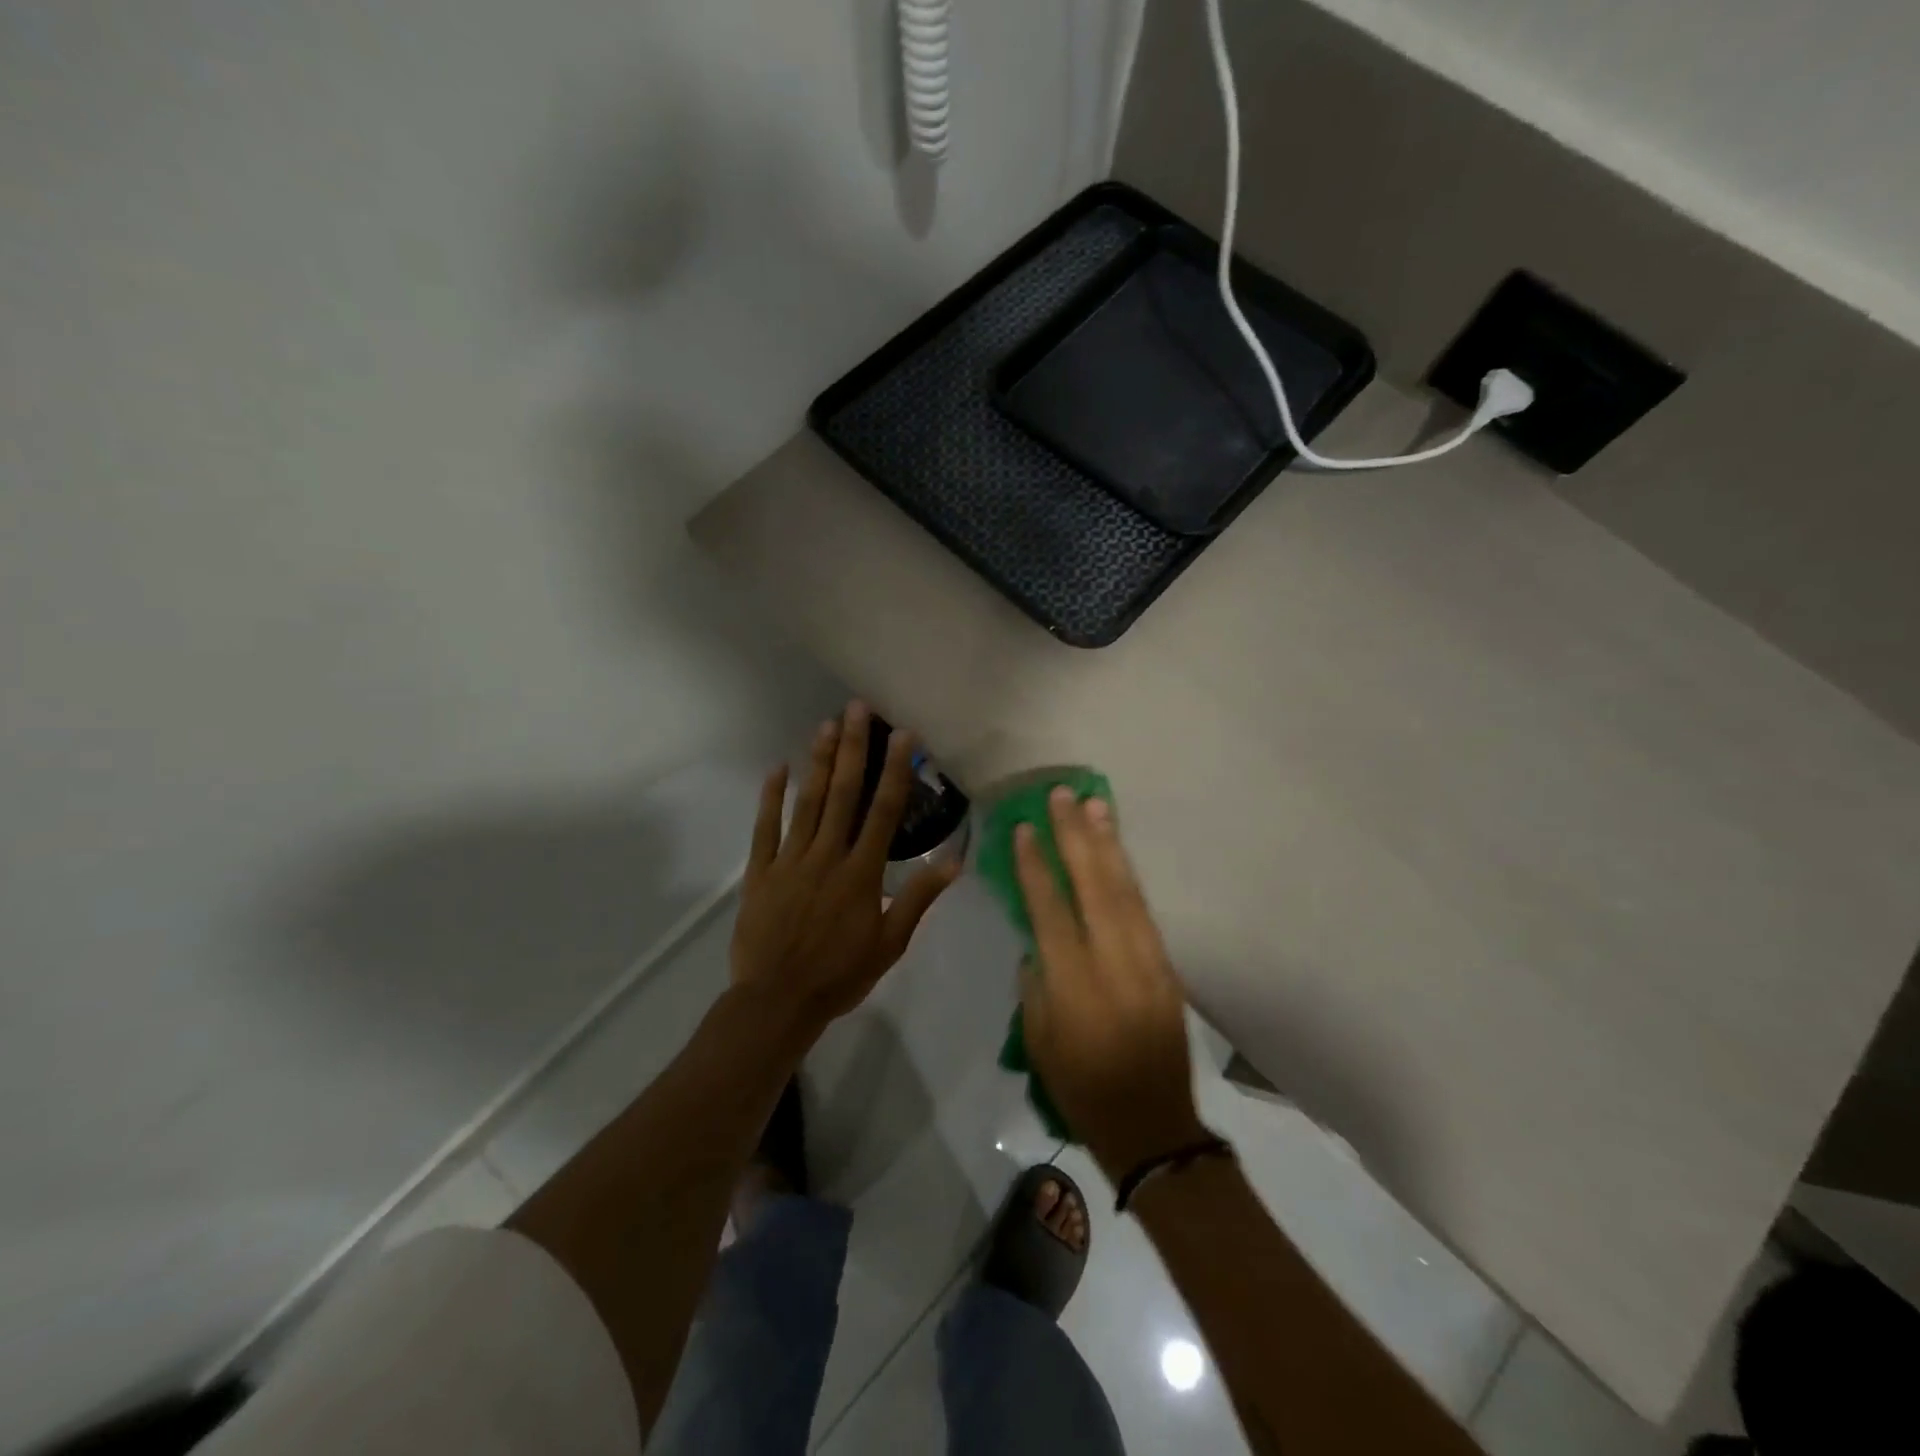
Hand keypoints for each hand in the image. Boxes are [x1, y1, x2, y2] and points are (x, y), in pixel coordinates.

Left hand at [730, 702, 958, 1037]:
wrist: (777, 1001)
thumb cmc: (840, 975)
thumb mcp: (890, 943)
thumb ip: (918, 898)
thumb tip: (953, 860)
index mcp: (861, 873)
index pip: (883, 812)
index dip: (895, 771)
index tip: (903, 737)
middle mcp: (827, 856)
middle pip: (842, 794)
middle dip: (852, 749)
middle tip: (857, 709)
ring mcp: (790, 861)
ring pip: (806, 803)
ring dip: (818, 762)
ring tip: (826, 724)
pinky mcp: (760, 872)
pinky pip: (765, 829)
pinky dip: (770, 798)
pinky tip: (777, 768)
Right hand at [1016, 788, 1207, 1179]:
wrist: (1153, 1127)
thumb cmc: (1082, 1089)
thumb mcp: (1039, 1040)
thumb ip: (1036, 983)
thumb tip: (1038, 940)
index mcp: (1074, 984)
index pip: (1050, 909)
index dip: (1035, 866)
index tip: (1023, 828)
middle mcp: (1113, 962)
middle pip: (1093, 886)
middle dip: (1075, 836)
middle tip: (1062, 795)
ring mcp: (1147, 961)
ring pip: (1125, 890)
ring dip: (1108, 844)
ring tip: (1094, 805)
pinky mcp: (1168, 966)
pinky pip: (1143, 910)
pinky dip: (1128, 875)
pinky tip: (1116, 851)